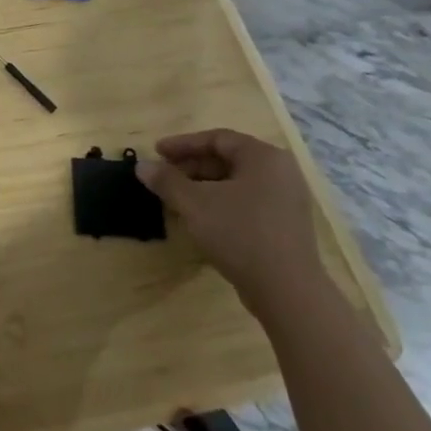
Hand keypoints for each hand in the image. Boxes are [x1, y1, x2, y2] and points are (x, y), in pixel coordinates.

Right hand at [135, 130, 326, 318]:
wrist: (287, 292)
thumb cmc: (240, 233)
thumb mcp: (194, 203)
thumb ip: (166, 180)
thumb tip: (142, 166)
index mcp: (263, 157)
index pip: (217, 139)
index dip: (182, 144)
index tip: (156, 152)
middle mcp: (280, 172)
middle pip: (227, 159)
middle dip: (191, 167)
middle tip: (164, 177)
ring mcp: (287, 200)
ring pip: (236, 183)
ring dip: (203, 186)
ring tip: (177, 199)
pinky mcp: (286, 225)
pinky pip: (248, 202)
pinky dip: (221, 203)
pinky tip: (201, 218)